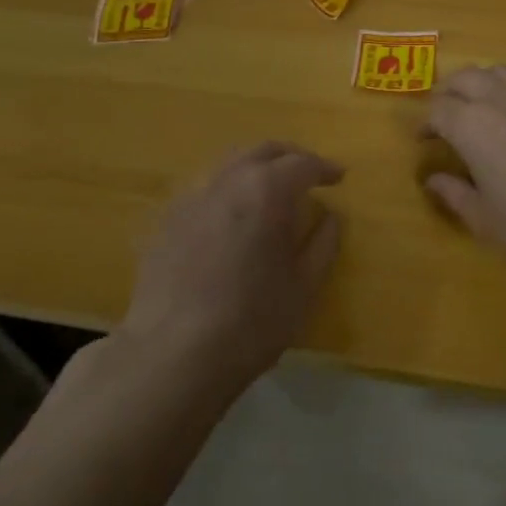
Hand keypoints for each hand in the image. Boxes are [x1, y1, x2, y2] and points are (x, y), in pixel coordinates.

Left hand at [122, 142, 343, 381]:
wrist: (173, 354)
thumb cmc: (252, 321)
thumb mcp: (304, 287)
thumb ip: (323, 244)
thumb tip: (331, 217)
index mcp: (266, 190)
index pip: (302, 163)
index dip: (324, 168)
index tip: (339, 177)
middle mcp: (227, 180)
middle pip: (263, 151)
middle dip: (290, 157)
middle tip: (308, 174)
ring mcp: (191, 197)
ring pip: (229, 165)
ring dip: (255, 169)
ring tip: (269, 192)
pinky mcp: (166, 220)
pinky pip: (204, 190)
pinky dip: (227, 191)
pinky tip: (230, 218)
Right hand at [422, 65, 505, 280]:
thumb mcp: (485, 218)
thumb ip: (455, 194)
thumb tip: (434, 180)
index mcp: (472, 125)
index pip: (439, 109)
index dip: (427, 123)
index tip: (425, 140)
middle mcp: (501, 101)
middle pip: (466, 77)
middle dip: (450, 92)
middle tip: (447, 116)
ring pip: (500, 72)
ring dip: (483, 84)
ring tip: (482, 108)